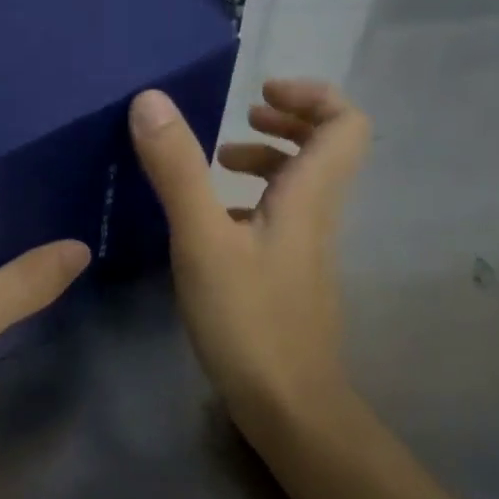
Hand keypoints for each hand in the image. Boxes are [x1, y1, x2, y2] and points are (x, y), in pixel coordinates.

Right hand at [130, 80, 369, 418]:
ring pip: (301, 183)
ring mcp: (305, 246)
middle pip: (328, 146)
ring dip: (266, 158)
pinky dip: (251, 198)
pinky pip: (280, 215)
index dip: (312, 95)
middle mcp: (316, 213)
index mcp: (309, 195)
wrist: (288, 405)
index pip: (346, 123)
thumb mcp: (202, 240)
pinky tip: (212, 217)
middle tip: (244, 114)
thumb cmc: (248, 319)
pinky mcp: (288, 272)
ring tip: (219, 160)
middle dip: (288, 119)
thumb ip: (178, 170)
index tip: (260, 93)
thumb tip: (152, 100)